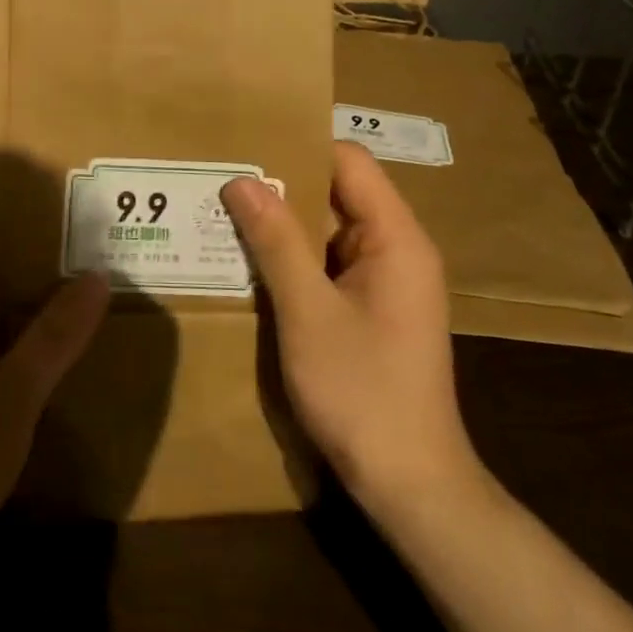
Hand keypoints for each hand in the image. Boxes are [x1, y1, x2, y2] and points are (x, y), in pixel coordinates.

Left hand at [0, 183, 109, 590]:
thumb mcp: (11, 396)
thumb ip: (55, 335)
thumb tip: (98, 272)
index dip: (10, 181)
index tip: (64, 171)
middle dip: (43, 225)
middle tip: (104, 215)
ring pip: (1, 285)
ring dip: (44, 271)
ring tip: (103, 260)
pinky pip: (4, 325)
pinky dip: (38, 315)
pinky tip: (77, 328)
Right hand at [222, 142, 486, 514]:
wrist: (410, 485)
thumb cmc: (363, 392)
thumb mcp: (308, 312)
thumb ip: (276, 242)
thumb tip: (241, 180)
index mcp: (396, 238)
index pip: (350, 162)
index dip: (300, 147)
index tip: (246, 145)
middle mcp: (397, 249)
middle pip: (338, 192)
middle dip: (281, 185)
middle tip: (221, 177)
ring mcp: (385, 281)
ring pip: (329, 229)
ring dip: (283, 223)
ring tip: (223, 211)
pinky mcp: (371, 308)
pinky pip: (328, 263)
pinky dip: (292, 257)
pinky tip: (248, 260)